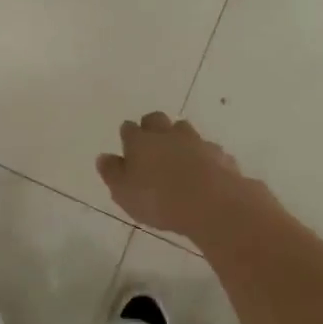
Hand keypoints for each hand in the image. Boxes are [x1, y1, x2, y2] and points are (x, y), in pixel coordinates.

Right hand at [96, 113, 253, 239]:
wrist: (211, 203)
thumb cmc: (158, 199)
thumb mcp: (124, 193)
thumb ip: (112, 173)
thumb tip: (103, 157)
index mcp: (140, 141)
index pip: (129, 129)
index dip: (128, 136)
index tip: (127, 145)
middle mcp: (167, 134)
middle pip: (156, 120)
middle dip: (152, 127)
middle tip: (151, 144)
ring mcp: (196, 141)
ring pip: (183, 130)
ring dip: (179, 139)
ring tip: (178, 157)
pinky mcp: (219, 154)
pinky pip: (207, 150)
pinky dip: (202, 157)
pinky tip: (203, 172)